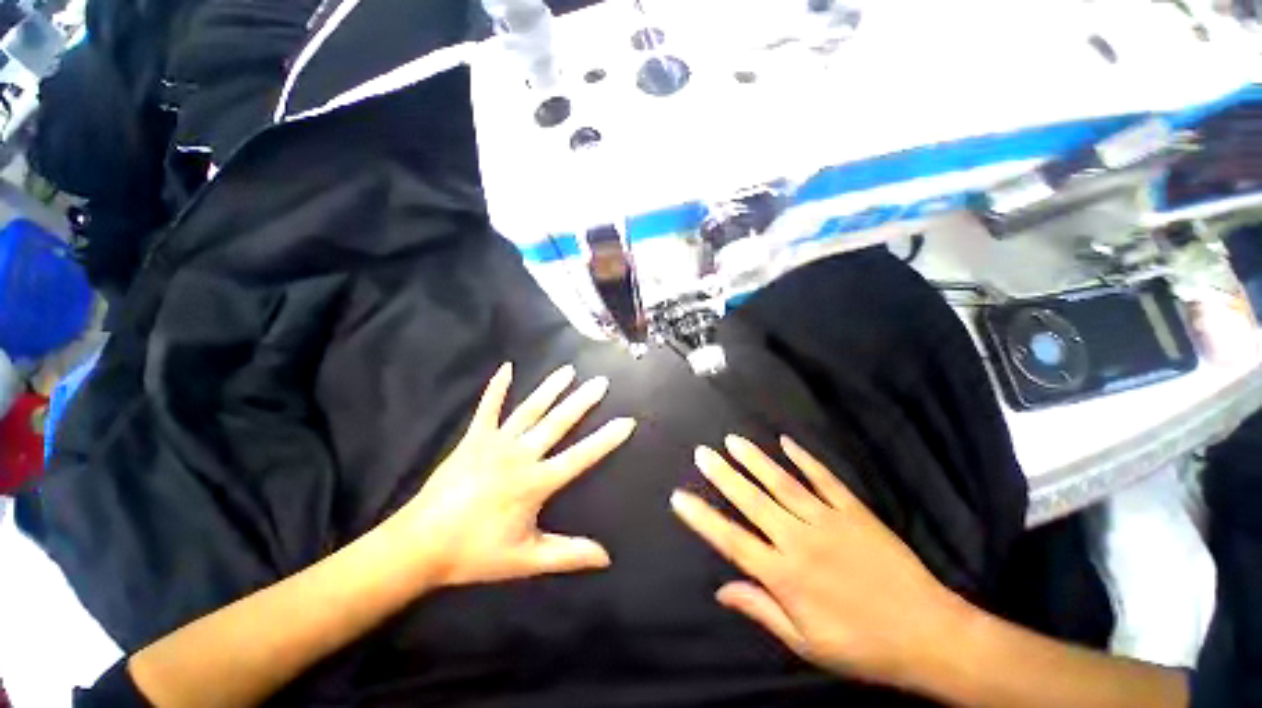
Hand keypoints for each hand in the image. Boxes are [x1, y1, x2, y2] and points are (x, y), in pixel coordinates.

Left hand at [387, 362, 634, 588]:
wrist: (419, 546)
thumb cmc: (475, 553)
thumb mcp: (526, 560)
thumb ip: (568, 555)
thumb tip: (606, 557)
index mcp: (535, 483)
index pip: (580, 457)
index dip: (606, 440)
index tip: (626, 421)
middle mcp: (520, 455)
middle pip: (557, 423)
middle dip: (582, 401)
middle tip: (601, 382)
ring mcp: (495, 443)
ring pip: (530, 410)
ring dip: (550, 389)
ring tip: (568, 370)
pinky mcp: (473, 438)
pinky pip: (487, 408)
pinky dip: (497, 387)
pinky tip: (507, 368)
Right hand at [670, 435, 968, 688]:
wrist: (928, 635)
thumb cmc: (861, 645)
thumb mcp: (805, 643)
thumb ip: (761, 609)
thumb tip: (722, 590)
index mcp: (785, 576)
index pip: (732, 541)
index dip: (702, 518)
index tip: (679, 497)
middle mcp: (799, 541)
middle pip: (752, 502)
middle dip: (723, 475)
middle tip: (702, 453)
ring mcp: (828, 521)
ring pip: (782, 483)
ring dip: (755, 460)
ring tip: (732, 440)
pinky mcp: (853, 510)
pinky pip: (824, 479)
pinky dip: (804, 459)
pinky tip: (786, 442)